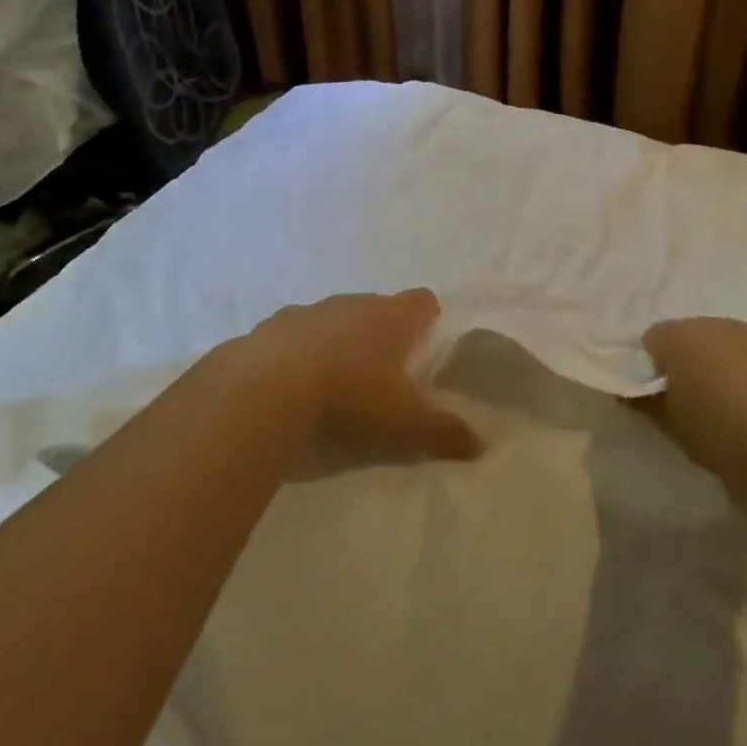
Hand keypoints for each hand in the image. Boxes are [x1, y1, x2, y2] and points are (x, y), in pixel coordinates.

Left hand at [234, 289, 481, 464]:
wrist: (264, 391)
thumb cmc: (349, 397)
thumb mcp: (404, 424)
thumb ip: (444, 432)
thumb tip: (482, 445)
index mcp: (391, 317)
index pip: (423, 301)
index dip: (428, 320)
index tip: (425, 347)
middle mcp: (352, 303)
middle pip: (377, 307)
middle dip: (382, 333)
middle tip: (383, 372)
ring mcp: (308, 311)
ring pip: (333, 318)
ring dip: (337, 340)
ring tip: (335, 379)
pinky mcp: (270, 327)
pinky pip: (293, 334)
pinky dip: (297, 351)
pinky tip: (291, 383)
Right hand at [637, 317, 746, 495]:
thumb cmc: (727, 432)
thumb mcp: (675, 428)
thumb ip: (645, 405)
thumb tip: (628, 392)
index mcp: (680, 337)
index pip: (650, 342)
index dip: (649, 370)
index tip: (659, 400)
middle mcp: (717, 325)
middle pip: (691, 340)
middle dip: (688, 368)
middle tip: (693, 409)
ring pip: (728, 349)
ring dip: (724, 373)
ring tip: (735, 416)